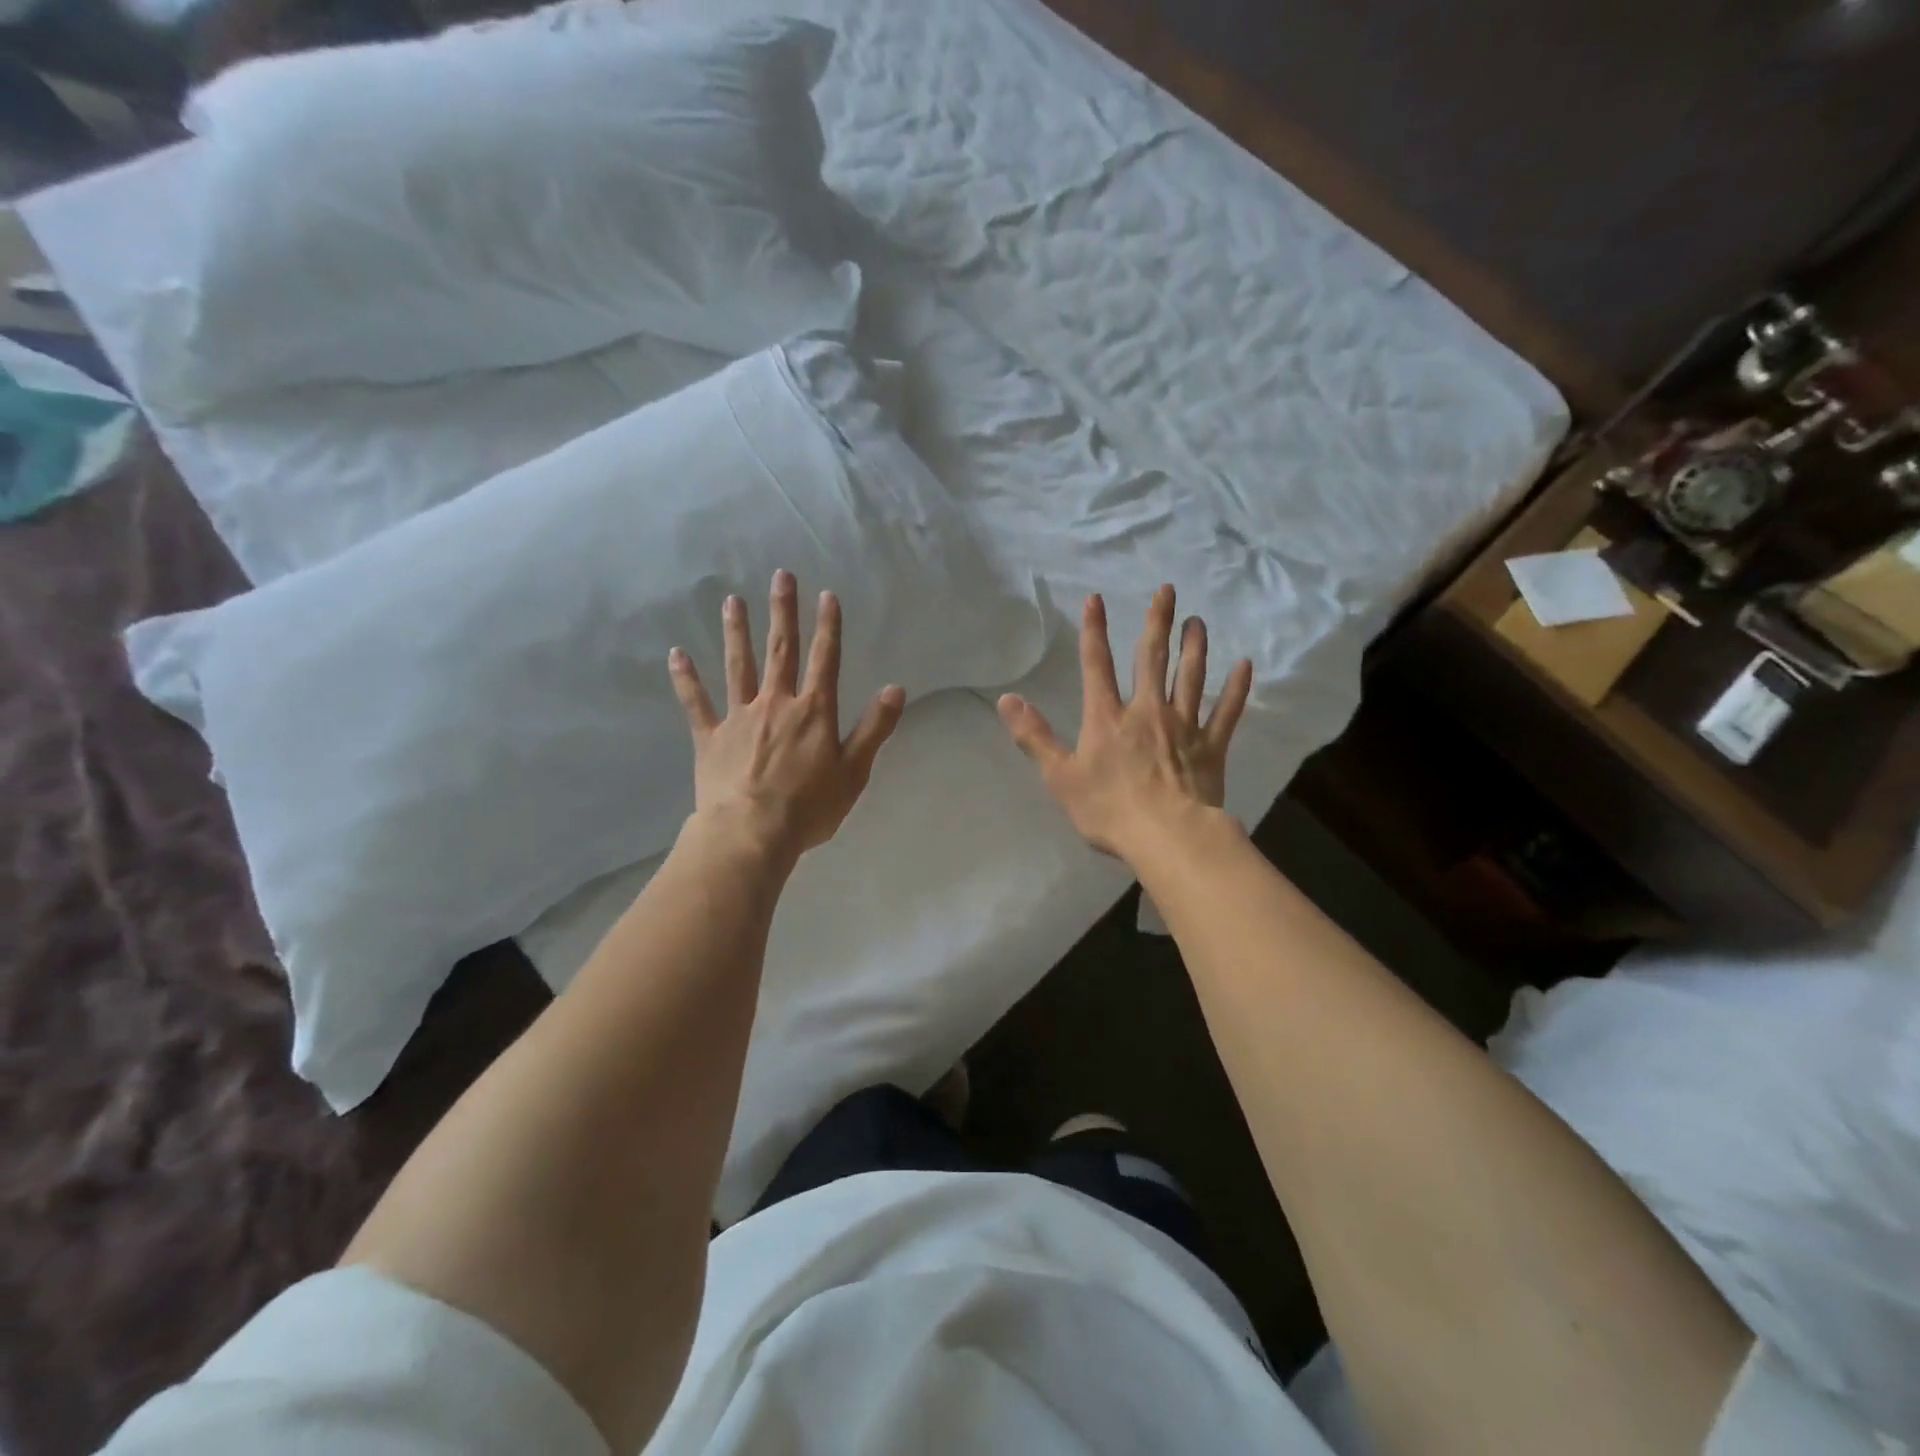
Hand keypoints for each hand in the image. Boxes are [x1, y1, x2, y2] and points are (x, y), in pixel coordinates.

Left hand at [669, 570, 905, 863]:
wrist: (751, 833)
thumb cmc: (809, 807)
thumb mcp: (854, 771)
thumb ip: (875, 728)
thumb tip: (896, 689)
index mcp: (813, 712)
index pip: (825, 660)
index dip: (828, 627)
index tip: (827, 595)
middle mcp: (776, 703)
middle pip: (781, 650)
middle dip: (783, 612)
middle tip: (780, 575)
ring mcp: (739, 717)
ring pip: (738, 666)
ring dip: (737, 632)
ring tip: (732, 601)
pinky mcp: (710, 737)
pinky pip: (696, 703)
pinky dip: (686, 679)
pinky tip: (676, 654)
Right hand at [997, 585, 1251, 863]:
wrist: (1167, 837)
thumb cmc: (1109, 810)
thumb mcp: (1059, 777)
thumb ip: (1034, 736)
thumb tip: (1006, 699)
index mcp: (1107, 718)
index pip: (1097, 665)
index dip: (1094, 631)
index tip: (1096, 599)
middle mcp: (1147, 711)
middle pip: (1152, 658)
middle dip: (1157, 622)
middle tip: (1167, 590)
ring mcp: (1183, 726)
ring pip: (1191, 676)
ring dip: (1194, 646)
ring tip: (1198, 621)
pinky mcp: (1211, 747)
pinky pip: (1226, 711)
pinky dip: (1236, 688)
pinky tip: (1245, 666)